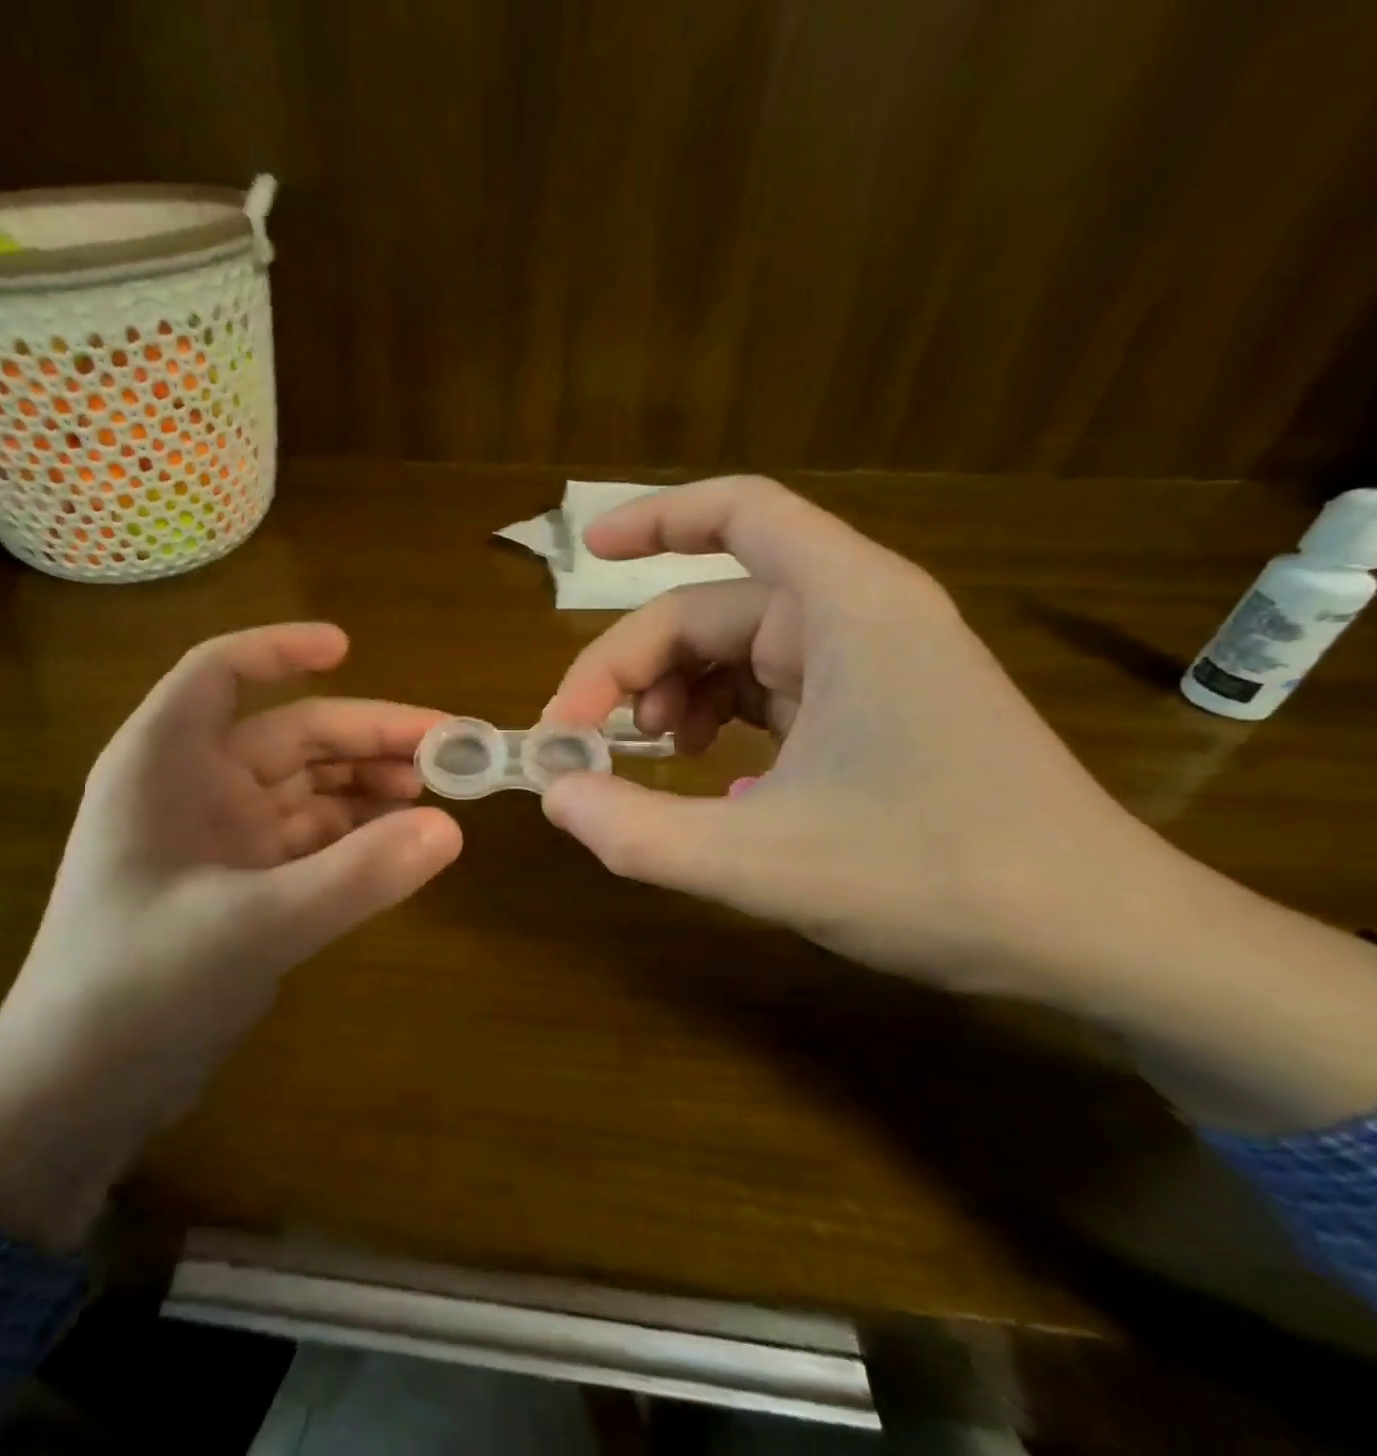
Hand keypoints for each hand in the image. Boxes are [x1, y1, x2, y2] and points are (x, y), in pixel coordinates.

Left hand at [0, 623, 461, 1248]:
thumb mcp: (253, 926)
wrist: (74, 1094)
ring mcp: (215, 840)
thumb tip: (451, 829)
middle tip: (444, 748)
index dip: (280, 649)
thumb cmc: (136, 990)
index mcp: (162, 764)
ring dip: (364, 785)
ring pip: (302, 788)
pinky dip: (350, 835)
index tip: (348, 645)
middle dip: (363, 736)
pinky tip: (397, 842)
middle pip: (287, 734)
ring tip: (432, 794)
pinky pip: (305, 840)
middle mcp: (188, 788)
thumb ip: (354, 876)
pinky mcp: (236, 887)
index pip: (219, 673)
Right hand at [540, 475, 1164, 995]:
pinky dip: (716, 720)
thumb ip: (640, 832)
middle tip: (578, 740)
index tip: (587, 550)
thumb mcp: (762, 863)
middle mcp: (858, 618)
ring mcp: (868, 664)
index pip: (742, 514)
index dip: (655, 519)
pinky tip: (703, 777)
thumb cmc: (940, 881)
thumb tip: (554, 796)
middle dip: (632, 666)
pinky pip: (767, 691)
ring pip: (733, 653)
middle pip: (710, 608)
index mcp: (847, 610)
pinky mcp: (873, 709)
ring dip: (670, 694)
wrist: (1099, 939)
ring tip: (643, 759)